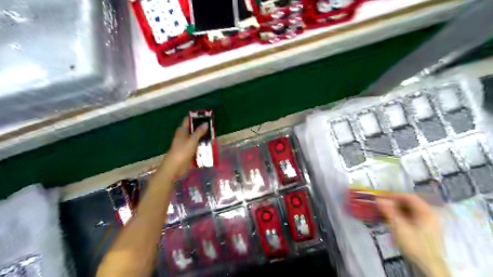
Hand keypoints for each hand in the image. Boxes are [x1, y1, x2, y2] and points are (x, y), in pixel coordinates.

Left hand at [160, 116, 206, 177]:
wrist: (175, 166)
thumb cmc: (183, 150)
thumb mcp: (193, 140)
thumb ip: (200, 131)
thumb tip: (206, 123)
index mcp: (182, 130)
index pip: (188, 120)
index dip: (196, 117)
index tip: (205, 117)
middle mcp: (183, 135)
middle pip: (193, 129)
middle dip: (201, 128)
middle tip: (212, 128)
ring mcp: (185, 144)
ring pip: (195, 138)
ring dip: (202, 137)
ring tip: (213, 136)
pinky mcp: (188, 151)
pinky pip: (196, 146)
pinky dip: (201, 145)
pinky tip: (208, 146)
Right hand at [378, 194, 447, 275]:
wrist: (429, 266)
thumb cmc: (415, 244)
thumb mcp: (399, 227)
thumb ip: (389, 211)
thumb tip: (379, 199)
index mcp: (427, 212)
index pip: (409, 197)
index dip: (394, 195)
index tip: (382, 197)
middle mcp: (431, 215)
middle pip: (411, 203)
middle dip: (395, 202)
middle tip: (382, 205)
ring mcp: (431, 223)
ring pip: (412, 211)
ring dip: (398, 209)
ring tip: (386, 212)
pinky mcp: (428, 231)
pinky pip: (414, 218)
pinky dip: (403, 216)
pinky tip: (395, 221)